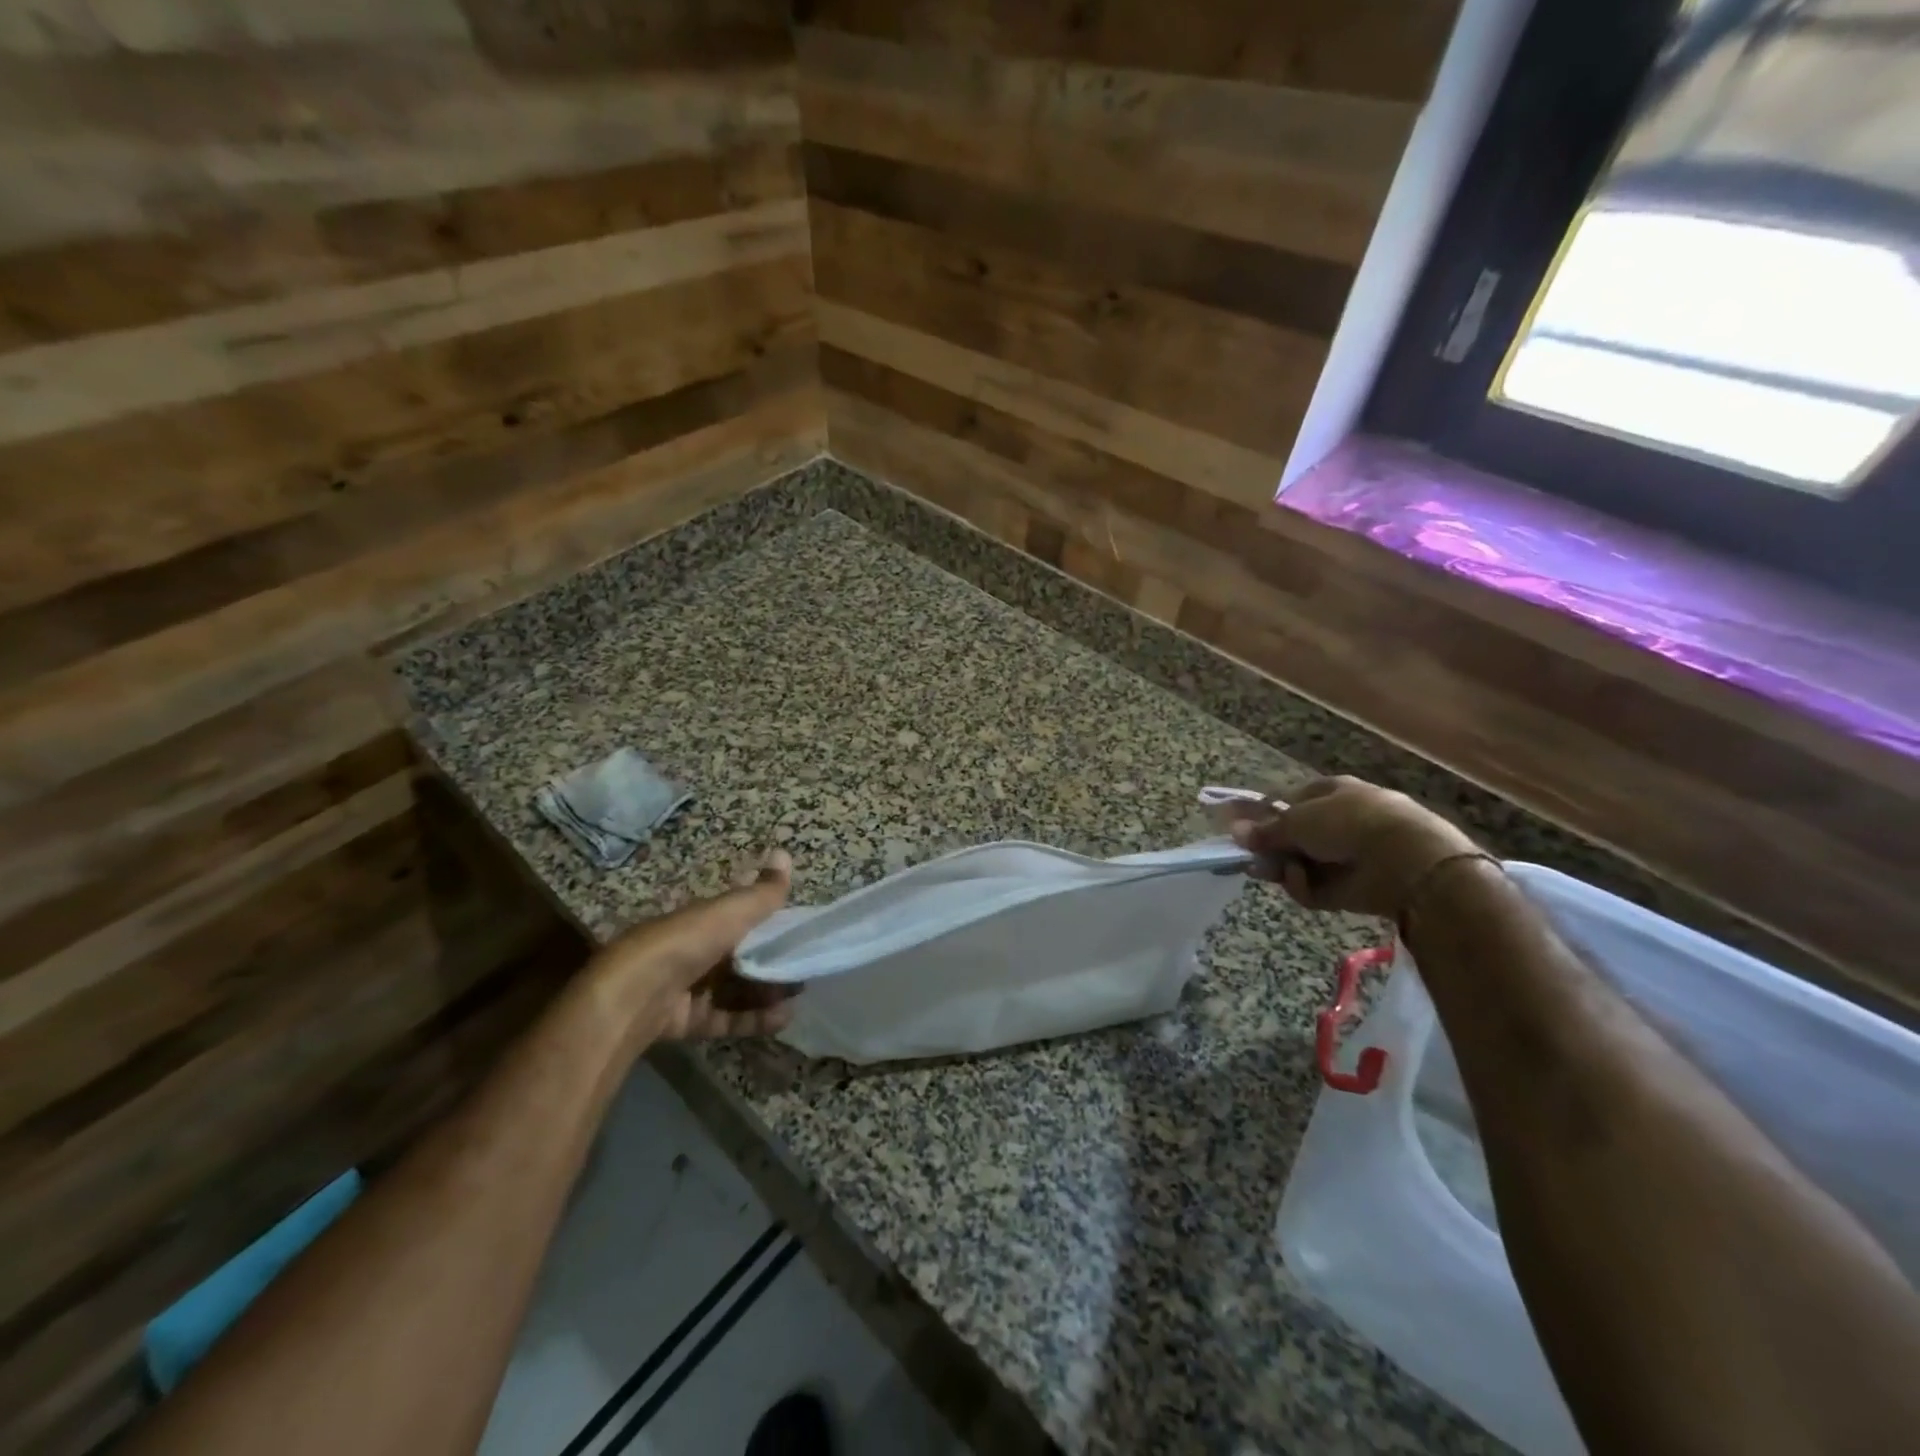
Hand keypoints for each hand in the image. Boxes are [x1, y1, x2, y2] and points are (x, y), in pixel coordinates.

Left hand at [582, 851, 797, 1048]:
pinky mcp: (689, 1020)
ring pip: (737, 989)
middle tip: (805, 967)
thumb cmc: (687, 942)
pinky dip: (755, 1019)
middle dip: (773, 963)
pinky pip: (728, 1018)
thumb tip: (785, 852)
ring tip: (799, 995)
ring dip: (768, 992)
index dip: (771, 923)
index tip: (801, 931)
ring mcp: (691, 987)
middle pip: (742, 957)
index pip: (742, 917)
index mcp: (704, 920)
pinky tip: (782, 1018)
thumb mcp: (731, 911)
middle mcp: (697, 951)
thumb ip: (763, 892)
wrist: (635, 995)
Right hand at [1222, 776, 1477, 918]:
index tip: (1240, 832)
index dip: (1263, 816)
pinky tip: (1303, 881)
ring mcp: (1346, 856)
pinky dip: (1306, 887)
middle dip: (1270, 849)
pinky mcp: (1351, 888)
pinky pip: (1316, 887)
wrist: (1405, 861)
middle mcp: (1338, 822)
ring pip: (1299, 864)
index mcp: (1330, 792)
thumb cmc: (1348, 823)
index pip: (1288, 802)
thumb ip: (1265, 830)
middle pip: (1292, 837)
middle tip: (1251, 860)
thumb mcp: (1296, 820)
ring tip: (1274, 872)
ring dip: (1284, 869)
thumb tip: (1234, 831)